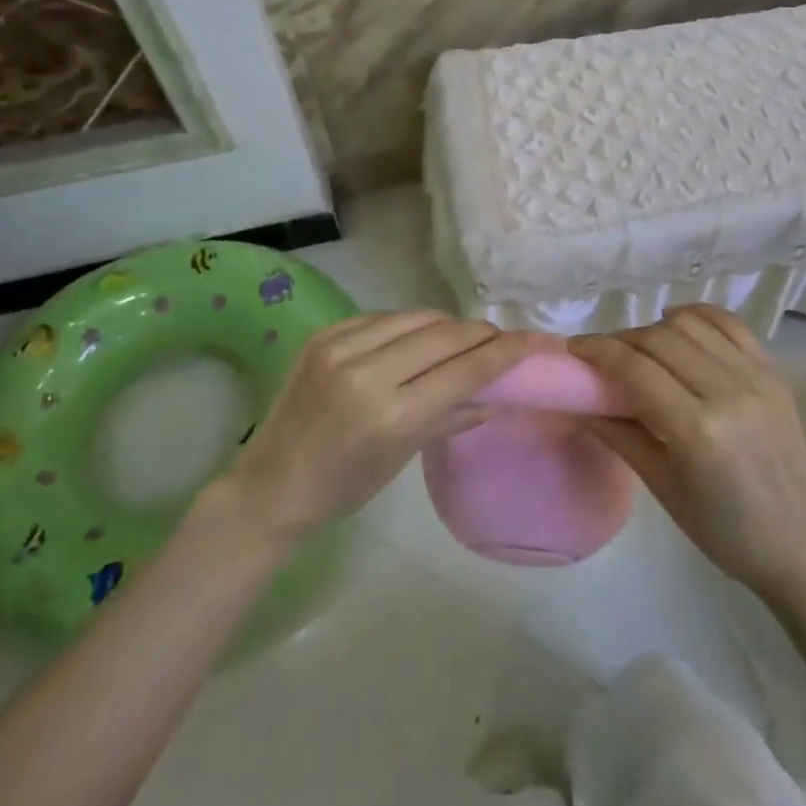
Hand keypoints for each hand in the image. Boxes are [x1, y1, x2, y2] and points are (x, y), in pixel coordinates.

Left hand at [224, 312, 557, 544]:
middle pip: (445, 334)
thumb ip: (453, 417)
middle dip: (480, 334)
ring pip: (417, 317)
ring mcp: (340, 347)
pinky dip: (409, 325)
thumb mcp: (404, 457)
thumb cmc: (344, 488)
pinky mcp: (323, 335)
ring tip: (461, 340)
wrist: (270, 485)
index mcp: (391, 416)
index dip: (505, 352)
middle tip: (500, 341)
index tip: (534, 341)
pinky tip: (417, 339)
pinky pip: (383, 317)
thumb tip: (498, 394)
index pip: (464, 371)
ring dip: (447, 326)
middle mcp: (366, 372)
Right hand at [570, 305, 805, 599]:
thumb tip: (577, 402)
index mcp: (698, 430)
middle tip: (602, 355)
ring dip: (657, 328)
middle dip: (622, 340)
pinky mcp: (775, 372)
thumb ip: (618, 434)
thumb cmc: (723, 530)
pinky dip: (698, 317)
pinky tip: (679, 326)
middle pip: (660, 339)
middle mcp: (729, 392)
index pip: (636, 369)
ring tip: (642, 349)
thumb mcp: (662, 487)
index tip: (574, 349)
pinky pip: (730, 324)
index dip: (599, 351)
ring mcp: (757, 377)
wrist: (800, 544)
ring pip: (692, 324)